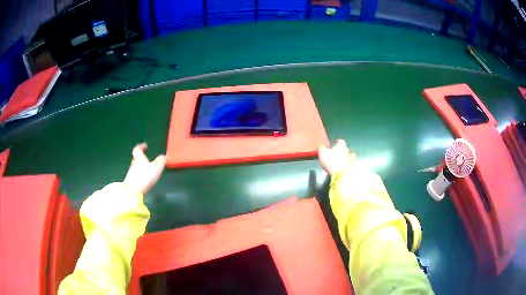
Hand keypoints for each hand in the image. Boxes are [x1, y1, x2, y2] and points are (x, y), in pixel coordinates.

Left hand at [123, 143, 165, 194]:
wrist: (132, 191)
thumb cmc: (144, 176)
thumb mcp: (156, 167)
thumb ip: (160, 161)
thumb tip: (163, 156)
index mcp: (139, 157)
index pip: (138, 149)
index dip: (141, 147)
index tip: (145, 146)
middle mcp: (134, 163)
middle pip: (137, 158)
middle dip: (142, 157)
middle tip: (147, 158)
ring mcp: (132, 173)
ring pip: (136, 166)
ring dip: (141, 167)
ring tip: (148, 169)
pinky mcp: (132, 181)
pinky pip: (137, 175)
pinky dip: (141, 175)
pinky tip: (145, 179)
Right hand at [318, 139, 355, 175]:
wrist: (342, 175)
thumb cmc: (331, 161)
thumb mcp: (322, 153)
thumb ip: (321, 148)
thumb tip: (321, 146)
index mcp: (341, 145)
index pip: (340, 141)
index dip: (337, 142)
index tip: (334, 143)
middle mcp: (348, 150)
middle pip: (344, 148)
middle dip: (340, 150)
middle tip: (334, 153)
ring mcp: (351, 159)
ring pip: (347, 156)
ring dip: (343, 158)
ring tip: (338, 162)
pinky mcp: (353, 167)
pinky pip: (349, 164)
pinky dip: (345, 164)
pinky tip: (341, 168)